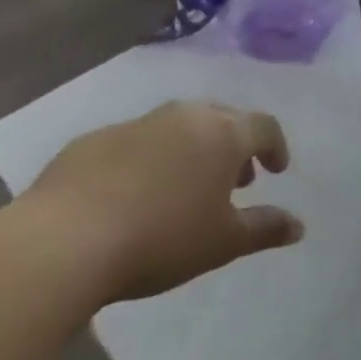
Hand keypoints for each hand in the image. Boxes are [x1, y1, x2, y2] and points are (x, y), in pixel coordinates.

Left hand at [14, 101, 302, 303]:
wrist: (61, 242)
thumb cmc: (160, 239)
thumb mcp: (223, 242)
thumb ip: (264, 229)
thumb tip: (299, 225)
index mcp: (222, 134)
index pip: (264, 126)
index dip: (276, 147)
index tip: (276, 171)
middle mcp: (183, 117)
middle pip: (222, 119)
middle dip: (234, 145)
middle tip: (235, 178)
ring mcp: (135, 124)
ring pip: (177, 126)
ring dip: (191, 148)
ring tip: (186, 186)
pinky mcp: (92, 140)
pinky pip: (134, 141)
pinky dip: (147, 158)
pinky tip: (133, 194)